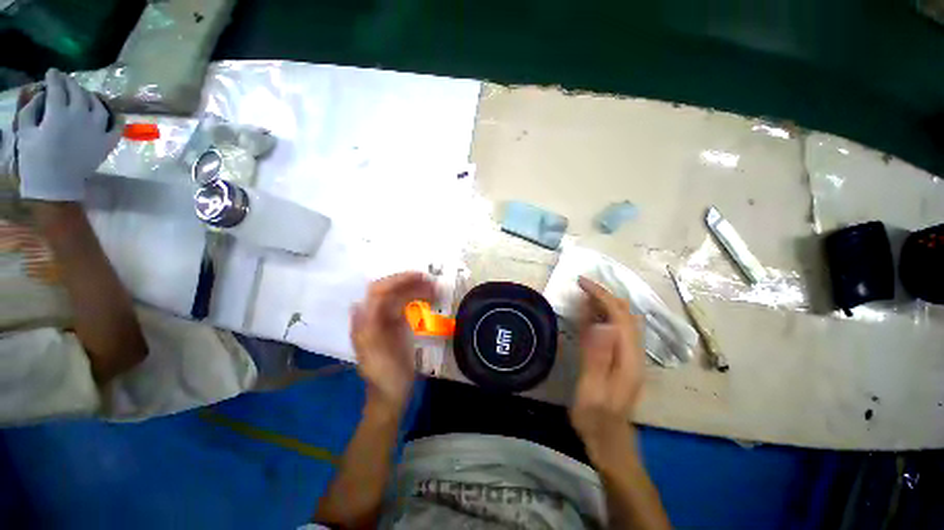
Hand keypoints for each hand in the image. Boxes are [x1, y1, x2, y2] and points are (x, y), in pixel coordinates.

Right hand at [16, 69, 120, 201]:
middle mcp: (81, 117)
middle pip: (78, 93)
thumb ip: (31, 109)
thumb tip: (41, 94)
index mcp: (58, 113)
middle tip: (65, 80)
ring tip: (83, 94)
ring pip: (98, 105)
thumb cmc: (35, 160)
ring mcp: (97, 130)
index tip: (52, 72)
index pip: (58, 88)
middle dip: (71, 83)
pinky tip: (111, 112)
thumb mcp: (25, 131)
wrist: (55, 186)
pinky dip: (115, 117)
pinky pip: (116, 126)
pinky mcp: (107, 143)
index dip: (54, 77)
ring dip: (90, 96)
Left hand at [351, 272, 435, 414]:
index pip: (378, 292)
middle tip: (433, 282)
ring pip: (399, 295)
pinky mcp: (396, 323)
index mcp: (366, 322)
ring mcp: (385, 319)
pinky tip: (430, 298)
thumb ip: (366, 332)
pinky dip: (418, 297)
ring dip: (417, 288)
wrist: (391, 393)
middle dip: (410, 282)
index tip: (420, 277)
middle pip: (390, 290)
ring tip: (436, 289)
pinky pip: (406, 304)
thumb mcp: (375, 357)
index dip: (397, 280)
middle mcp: (373, 316)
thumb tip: (358, 305)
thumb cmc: (385, 377)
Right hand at [569, 276, 645, 455]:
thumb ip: (597, 356)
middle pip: (625, 314)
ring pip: (622, 320)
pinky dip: (604, 316)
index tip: (582, 282)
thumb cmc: (597, 418)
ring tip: (584, 294)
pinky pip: (616, 330)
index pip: (620, 315)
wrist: (609, 442)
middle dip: (604, 294)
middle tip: (581, 285)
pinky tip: (591, 315)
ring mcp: (630, 356)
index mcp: (628, 357)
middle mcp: (633, 353)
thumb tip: (602, 323)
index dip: (602, 295)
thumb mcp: (592, 388)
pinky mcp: (622, 360)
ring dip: (605, 303)